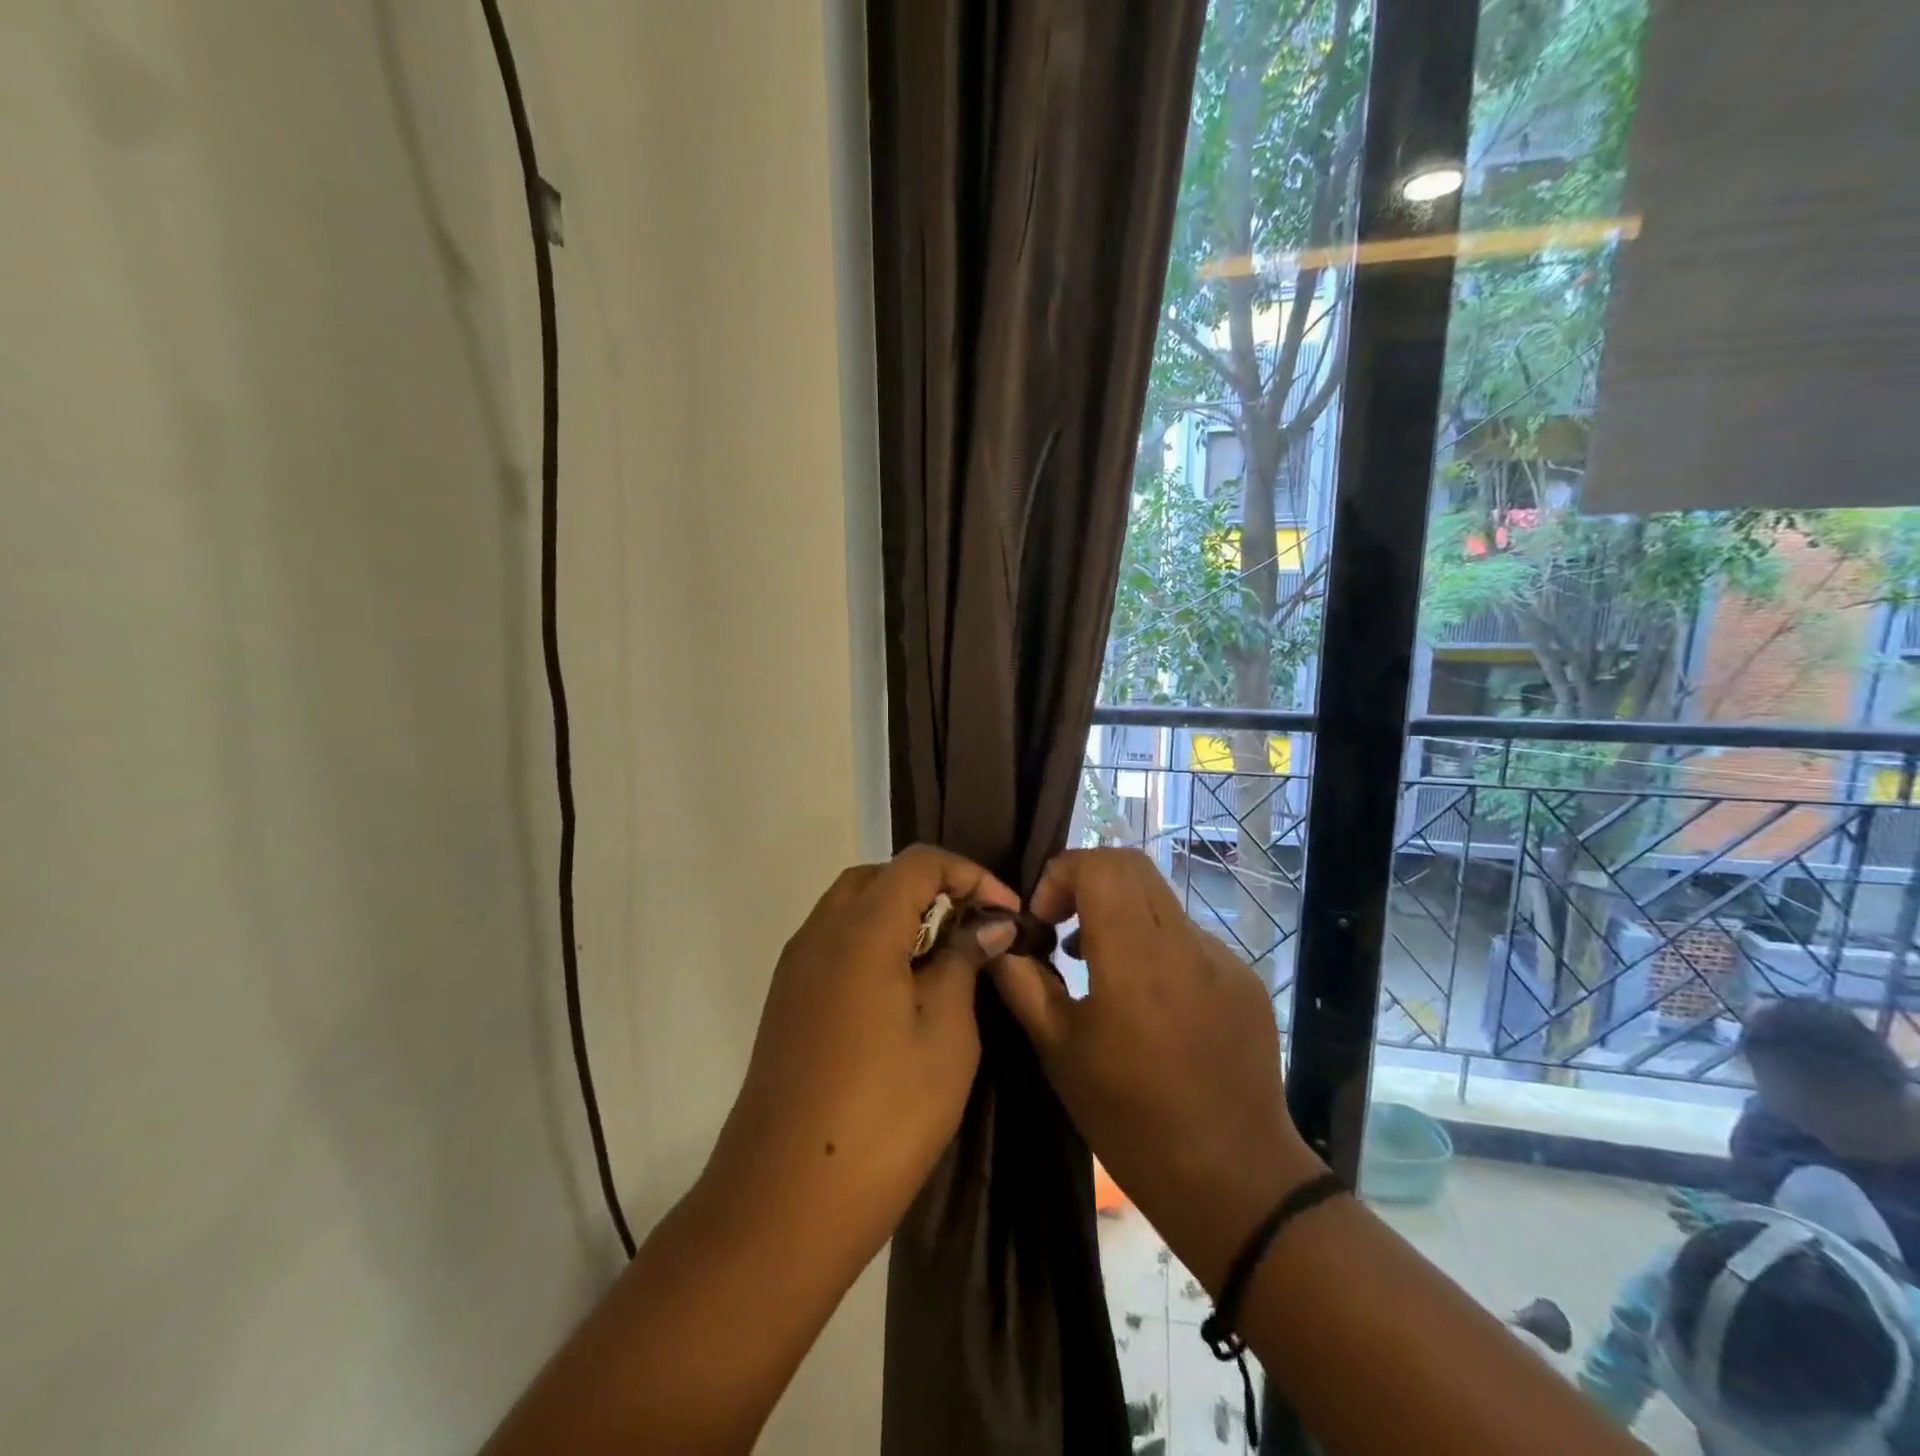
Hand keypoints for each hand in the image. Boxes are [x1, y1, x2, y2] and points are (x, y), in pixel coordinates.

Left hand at [704, 845, 1019, 1267]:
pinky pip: (833, 944)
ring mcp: (795, 968)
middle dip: (932, 888)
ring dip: (900, 915)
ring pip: (852, 908)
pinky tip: (901, 990)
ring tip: (944, 958)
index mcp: (861, 929)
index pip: (919, 863)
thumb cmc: (884, 1114)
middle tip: (974, 929)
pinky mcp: (785, 1001)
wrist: (784, 1200)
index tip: (1006, 912)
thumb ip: (964, 964)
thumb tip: (989, 924)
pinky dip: (872, 944)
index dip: (969, 874)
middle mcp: (819, 933)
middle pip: (879, 877)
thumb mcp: (946, 1035)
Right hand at [989, 848, 1319, 1286]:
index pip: (1102, 864)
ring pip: (1160, 901)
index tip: (1045, 921)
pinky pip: (1188, 938)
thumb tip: (1000, 940)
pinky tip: (1147, 1002)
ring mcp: (1225, 959)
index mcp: (1138, 961)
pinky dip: (1154, 946)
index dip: (1062, 874)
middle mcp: (1187, 944)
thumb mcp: (1059, 1053)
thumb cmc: (1132, 1122)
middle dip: (1087, 882)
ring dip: (1120, 914)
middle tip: (1063, 928)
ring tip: (1097, 967)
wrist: (1235, 1181)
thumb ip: (1023, 983)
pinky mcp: (1245, 979)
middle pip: (1133, 866)